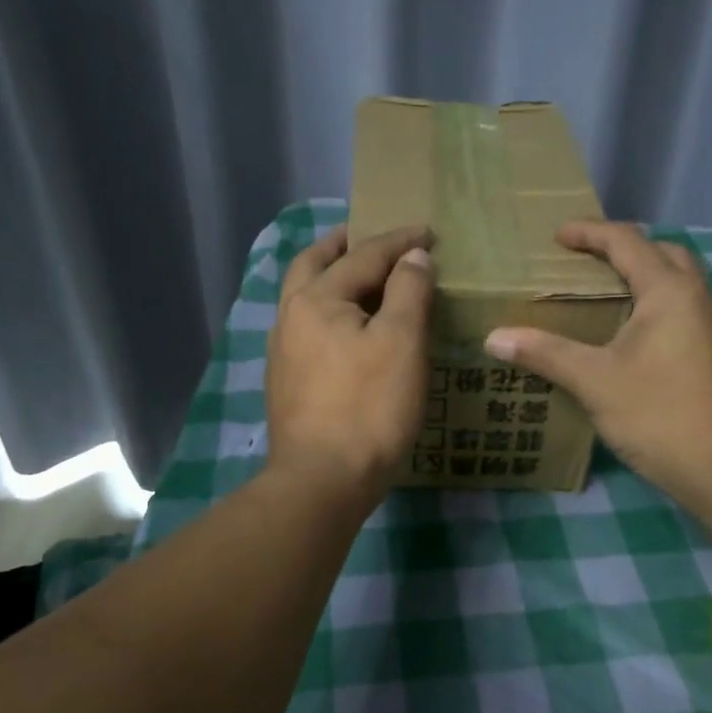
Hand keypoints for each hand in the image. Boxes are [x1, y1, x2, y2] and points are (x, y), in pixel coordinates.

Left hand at [266, 224, 436, 508]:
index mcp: (316, 298)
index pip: (363, 255)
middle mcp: (290, 316)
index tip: (428, 232)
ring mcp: (283, 351)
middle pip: (313, 264)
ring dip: (330, 276)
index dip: (399, 241)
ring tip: (360, 277)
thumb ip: (408, 290)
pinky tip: (346, 327)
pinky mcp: (286, 381)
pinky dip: (327, 309)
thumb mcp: (401, 342)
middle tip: (369, 236)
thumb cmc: (369, 407)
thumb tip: (413, 257)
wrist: (322, 480)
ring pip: (304, 296)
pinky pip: (307, 326)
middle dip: (342, 245)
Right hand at [484, 221, 711, 511]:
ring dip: (643, 278)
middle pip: (663, 253)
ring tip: (602, 296)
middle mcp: (699, 299)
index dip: (590, 232)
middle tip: (584, 263)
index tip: (557, 235)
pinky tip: (630, 338)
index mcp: (671, 291)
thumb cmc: (659, 414)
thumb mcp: (594, 381)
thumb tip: (493, 338)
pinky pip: (684, 311)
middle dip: (623, 249)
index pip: (627, 241)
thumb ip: (545, 353)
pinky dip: (655, 306)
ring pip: (679, 284)